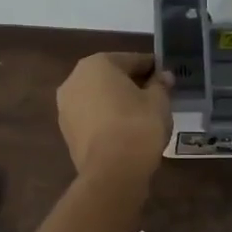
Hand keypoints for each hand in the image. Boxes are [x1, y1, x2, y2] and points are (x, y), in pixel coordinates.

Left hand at [57, 53, 172, 187]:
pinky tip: (126, 130)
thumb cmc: (138, 125)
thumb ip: (160, 84)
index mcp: (97, 64)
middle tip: (156, 95)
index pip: (132, 60)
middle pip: (111, 77)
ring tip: (142, 115)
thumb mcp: (158, 101)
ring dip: (118, 102)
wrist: (112, 172)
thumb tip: (163, 76)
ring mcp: (66, 108)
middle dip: (132, 84)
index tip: (166, 76)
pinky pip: (93, 118)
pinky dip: (108, 120)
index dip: (152, 67)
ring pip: (99, 98)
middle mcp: (74, 80)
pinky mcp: (67, 133)